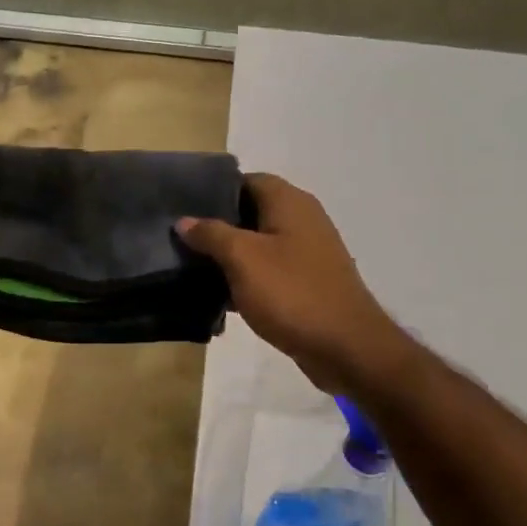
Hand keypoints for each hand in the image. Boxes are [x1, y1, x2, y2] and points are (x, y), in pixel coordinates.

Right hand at [178, 173, 411, 395]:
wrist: (344, 346)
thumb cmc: (292, 293)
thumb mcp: (243, 259)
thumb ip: (212, 235)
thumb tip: (185, 220)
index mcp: (290, 203)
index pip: (247, 180)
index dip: (215, 191)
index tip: (184, 207)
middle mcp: (303, 220)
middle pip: (252, 212)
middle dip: (217, 226)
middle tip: (182, 241)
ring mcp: (308, 253)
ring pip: (259, 245)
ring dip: (230, 256)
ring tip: (193, 268)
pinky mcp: (307, 283)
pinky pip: (269, 272)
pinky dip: (247, 280)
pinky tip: (221, 297)